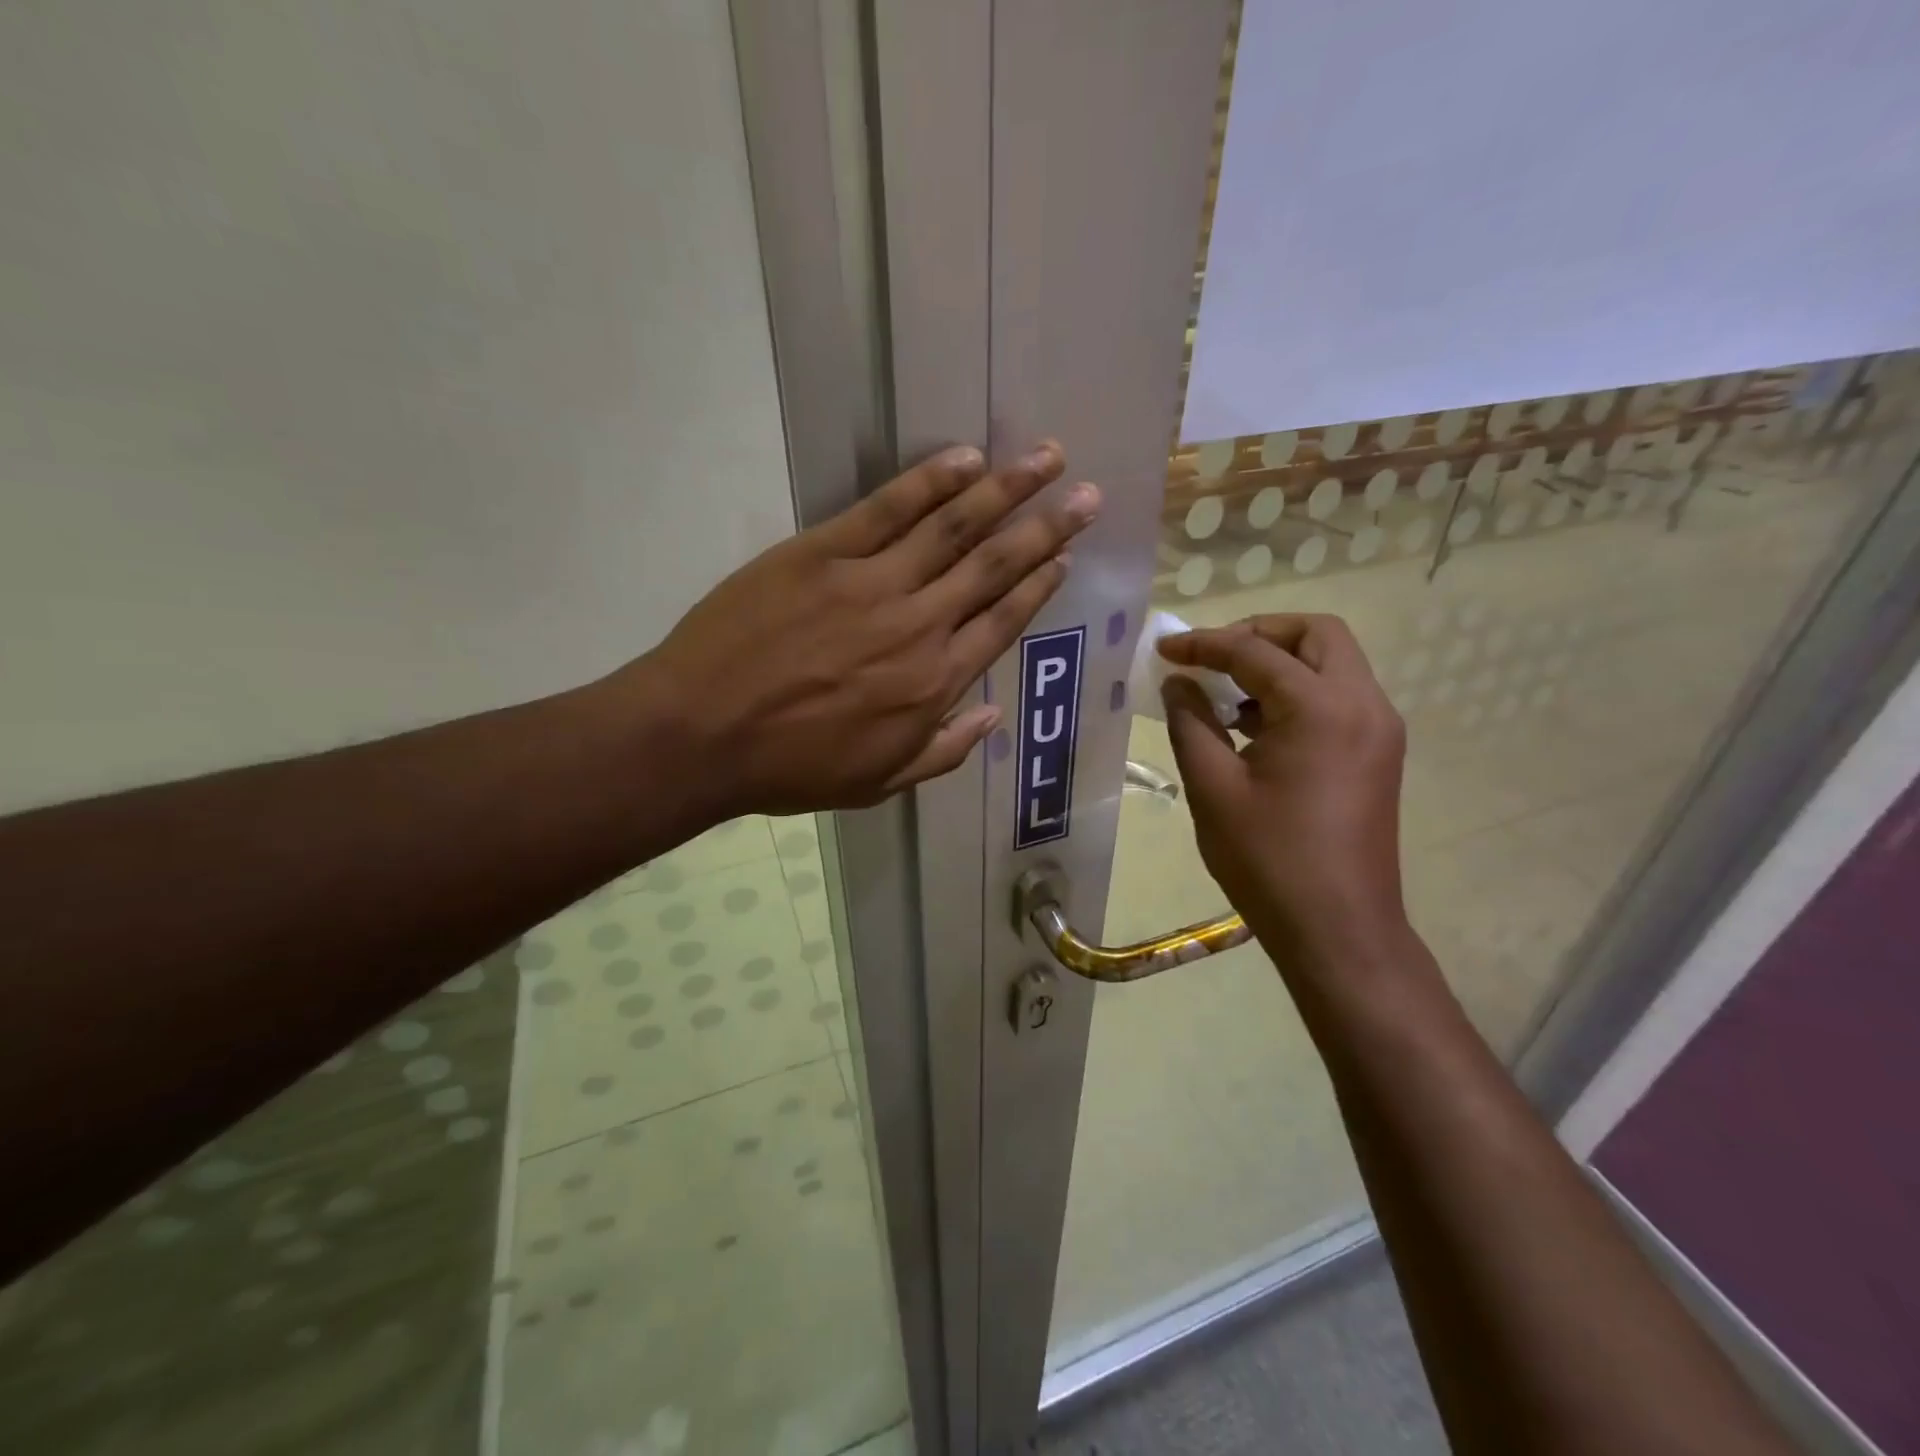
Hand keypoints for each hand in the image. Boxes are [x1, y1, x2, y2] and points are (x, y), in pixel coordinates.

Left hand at [632, 442, 1098, 815]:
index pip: (1004, 622)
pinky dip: (930, 481)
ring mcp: (872, 583)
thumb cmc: (792, 768)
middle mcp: (919, 625)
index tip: (1065, 556)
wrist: (703, 735)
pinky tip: (966, 459)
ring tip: (1048, 457)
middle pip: (994, 566)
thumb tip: (993, 714)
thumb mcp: (880, 783)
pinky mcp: (822, 552)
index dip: (1039, 586)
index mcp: (935, 683)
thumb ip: (944, 750)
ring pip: (953, 527)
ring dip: (1006, 489)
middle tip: (1087, 494)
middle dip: (1046, 527)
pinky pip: (888, 509)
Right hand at [1158, 614, 1410, 974]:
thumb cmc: (1269, 860)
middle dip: (1258, 634)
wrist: (1338, 929)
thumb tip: (1177, 684)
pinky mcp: (1378, 754)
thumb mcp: (1213, 788)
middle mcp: (1363, 704)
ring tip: (1227, 695)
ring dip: (1280, 663)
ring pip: (1333, 662)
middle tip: (1212, 657)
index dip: (1203, 644)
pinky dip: (1298, 692)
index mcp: (1320, 708)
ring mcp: (1379, 729)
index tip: (1164, 649)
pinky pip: (1339, 697)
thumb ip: (1190, 723)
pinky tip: (1255, 727)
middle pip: (1316, 634)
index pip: (1254, 651)